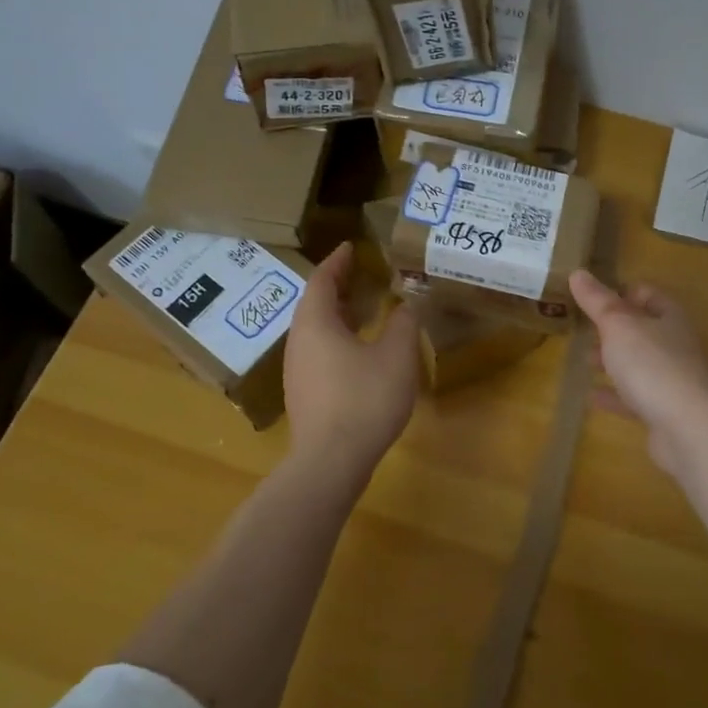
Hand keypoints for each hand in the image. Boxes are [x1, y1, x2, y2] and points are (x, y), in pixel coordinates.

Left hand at [284, 243, 420, 480]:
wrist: (330, 461)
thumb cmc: (364, 399)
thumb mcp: (396, 355)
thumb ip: (404, 323)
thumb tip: (409, 302)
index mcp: (316, 323)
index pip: (322, 280)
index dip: (338, 261)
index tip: (351, 246)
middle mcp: (299, 341)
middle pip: (315, 303)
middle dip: (338, 285)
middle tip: (363, 273)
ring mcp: (298, 369)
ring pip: (316, 329)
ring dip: (339, 313)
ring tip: (366, 308)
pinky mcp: (304, 392)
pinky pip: (318, 350)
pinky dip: (337, 336)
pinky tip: (360, 349)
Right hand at [570, 270, 707, 476]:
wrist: (688, 429)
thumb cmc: (652, 365)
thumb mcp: (619, 326)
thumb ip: (597, 301)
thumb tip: (578, 272)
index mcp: (669, 318)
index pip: (648, 294)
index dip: (623, 292)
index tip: (593, 298)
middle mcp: (674, 345)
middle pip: (643, 330)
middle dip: (614, 329)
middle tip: (583, 330)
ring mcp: (672, 380)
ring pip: (638, 364)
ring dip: (613, 361)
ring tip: (584, 360)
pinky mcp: (664, 412)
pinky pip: (634, 398)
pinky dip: (614, 395)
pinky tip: (591, 396)